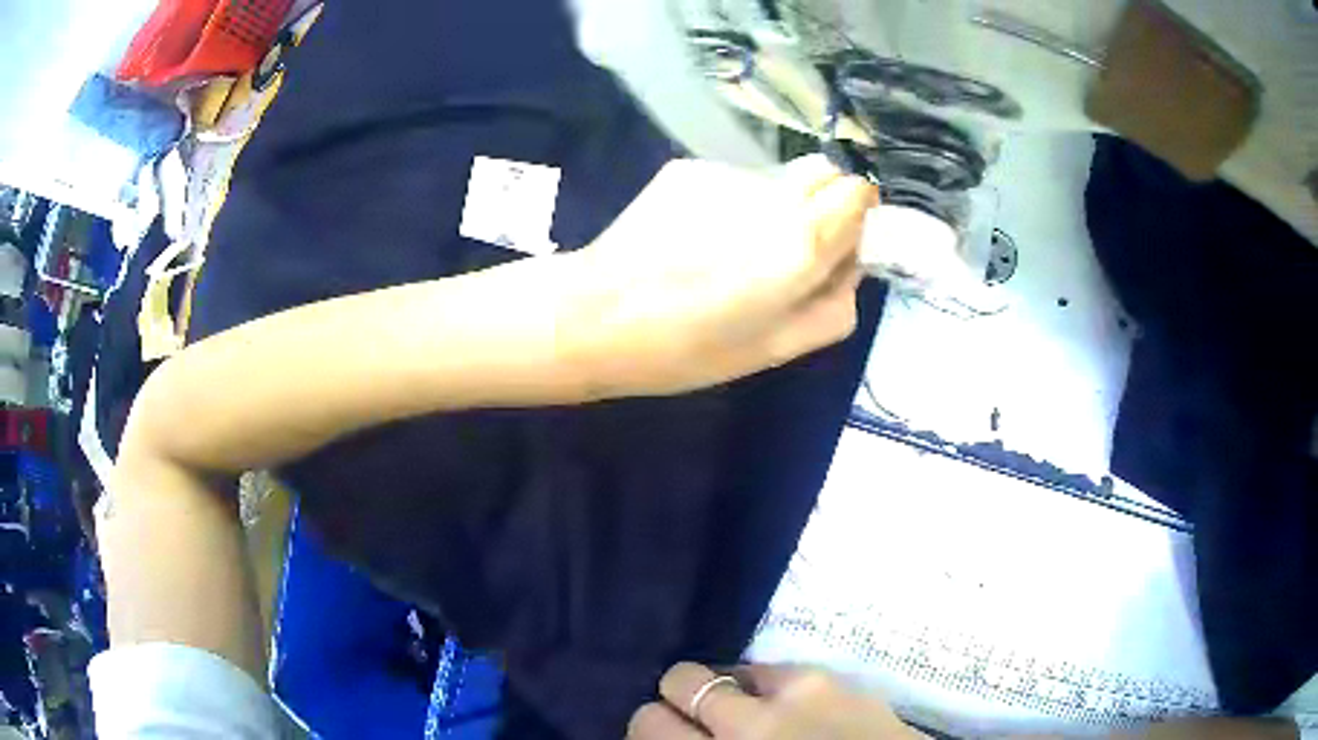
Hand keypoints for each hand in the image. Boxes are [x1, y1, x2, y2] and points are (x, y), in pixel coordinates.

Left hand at [559, 155, 876, 397]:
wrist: (596, 316)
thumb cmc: (688, 348)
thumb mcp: (777, 349)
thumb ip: (834, 306)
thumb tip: (850, 267)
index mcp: (802, 240)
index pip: (859, 191)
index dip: (856, 215)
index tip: (838, 243)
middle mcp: (772, 193)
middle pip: (823, 171)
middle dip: (823, 202)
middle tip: (790, 247)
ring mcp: (726, 174)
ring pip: (775, 178)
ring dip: (771, 206)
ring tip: (725, 251)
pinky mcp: (688, 168)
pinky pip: (731, 181)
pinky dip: (728, 204)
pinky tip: (692, 238)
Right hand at [629, 662, 921, 738]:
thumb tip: (673, 736)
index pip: (646, 726)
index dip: (651, 729)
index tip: (665, 737)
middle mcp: (744, 728)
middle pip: (675, 683)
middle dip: (677, 702)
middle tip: (698, 722)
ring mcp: (787, 698)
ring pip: (717, 667)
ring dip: (719, 691)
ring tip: (741, 710)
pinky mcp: (824, 678)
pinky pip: (765, 670)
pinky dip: (761, 687)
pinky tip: (781, 705)